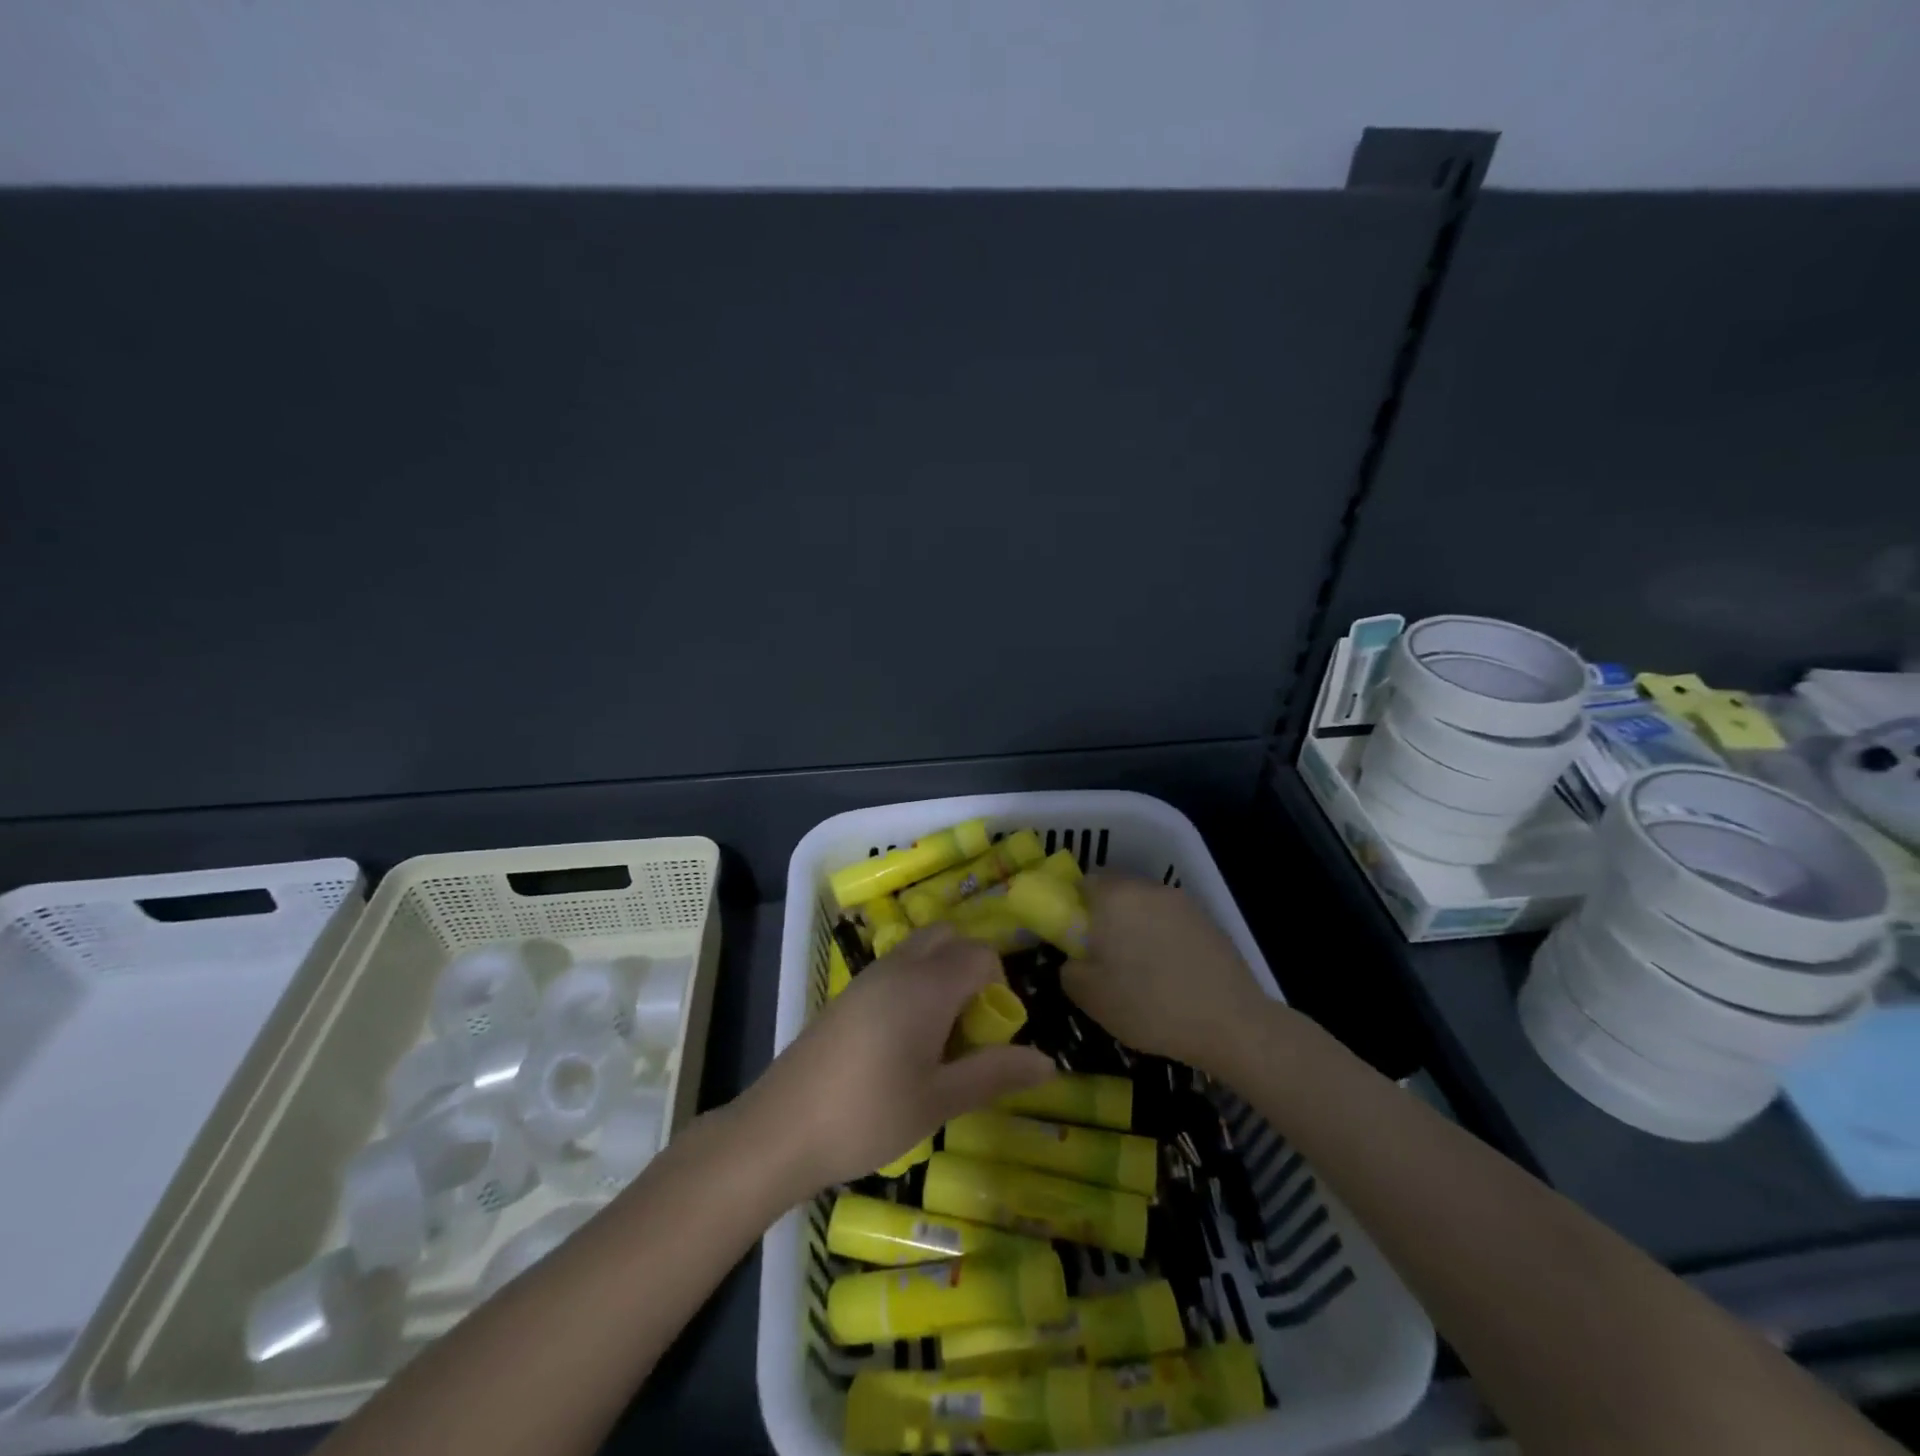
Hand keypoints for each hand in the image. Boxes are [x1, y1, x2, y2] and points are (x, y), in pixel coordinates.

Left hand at [740, 925, 1054, 1193]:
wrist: (780, 1128)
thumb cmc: (869, 1114)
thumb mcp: (940, 1100)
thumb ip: (994, 1074)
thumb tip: (1048, 1060)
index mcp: (928, 985)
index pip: (982, 955)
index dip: (999, 987)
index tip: (993, 1035)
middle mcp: (900, 967)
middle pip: (950, 938)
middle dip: (972, 969)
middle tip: (970, 1026)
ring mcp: (869, 976)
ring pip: (920, 949)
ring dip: (942, 975)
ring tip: (940, 1037)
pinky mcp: (849, 993)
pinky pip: (896, 968)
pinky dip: (915, 984)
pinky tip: (904, 1042)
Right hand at [1061, 876, 1276, 1073]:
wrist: (1231, 1023)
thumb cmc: (1149, 1006)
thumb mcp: (1090, 997)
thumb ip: (1070, 969)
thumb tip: (1075, 958)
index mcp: (1114, 898)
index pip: (1083, 883)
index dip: (1075, 909)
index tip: (1077, 939)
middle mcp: (1147, 889)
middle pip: (1117, 891)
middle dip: (1107, 916)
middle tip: (1105, 955)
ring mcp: (1182, 902)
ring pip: (1146, 905)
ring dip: (1137, 925)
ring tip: (1140, 966)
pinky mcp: (1208, 920)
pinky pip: (1172, 921)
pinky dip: (1164, 937)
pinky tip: (1170, 971)